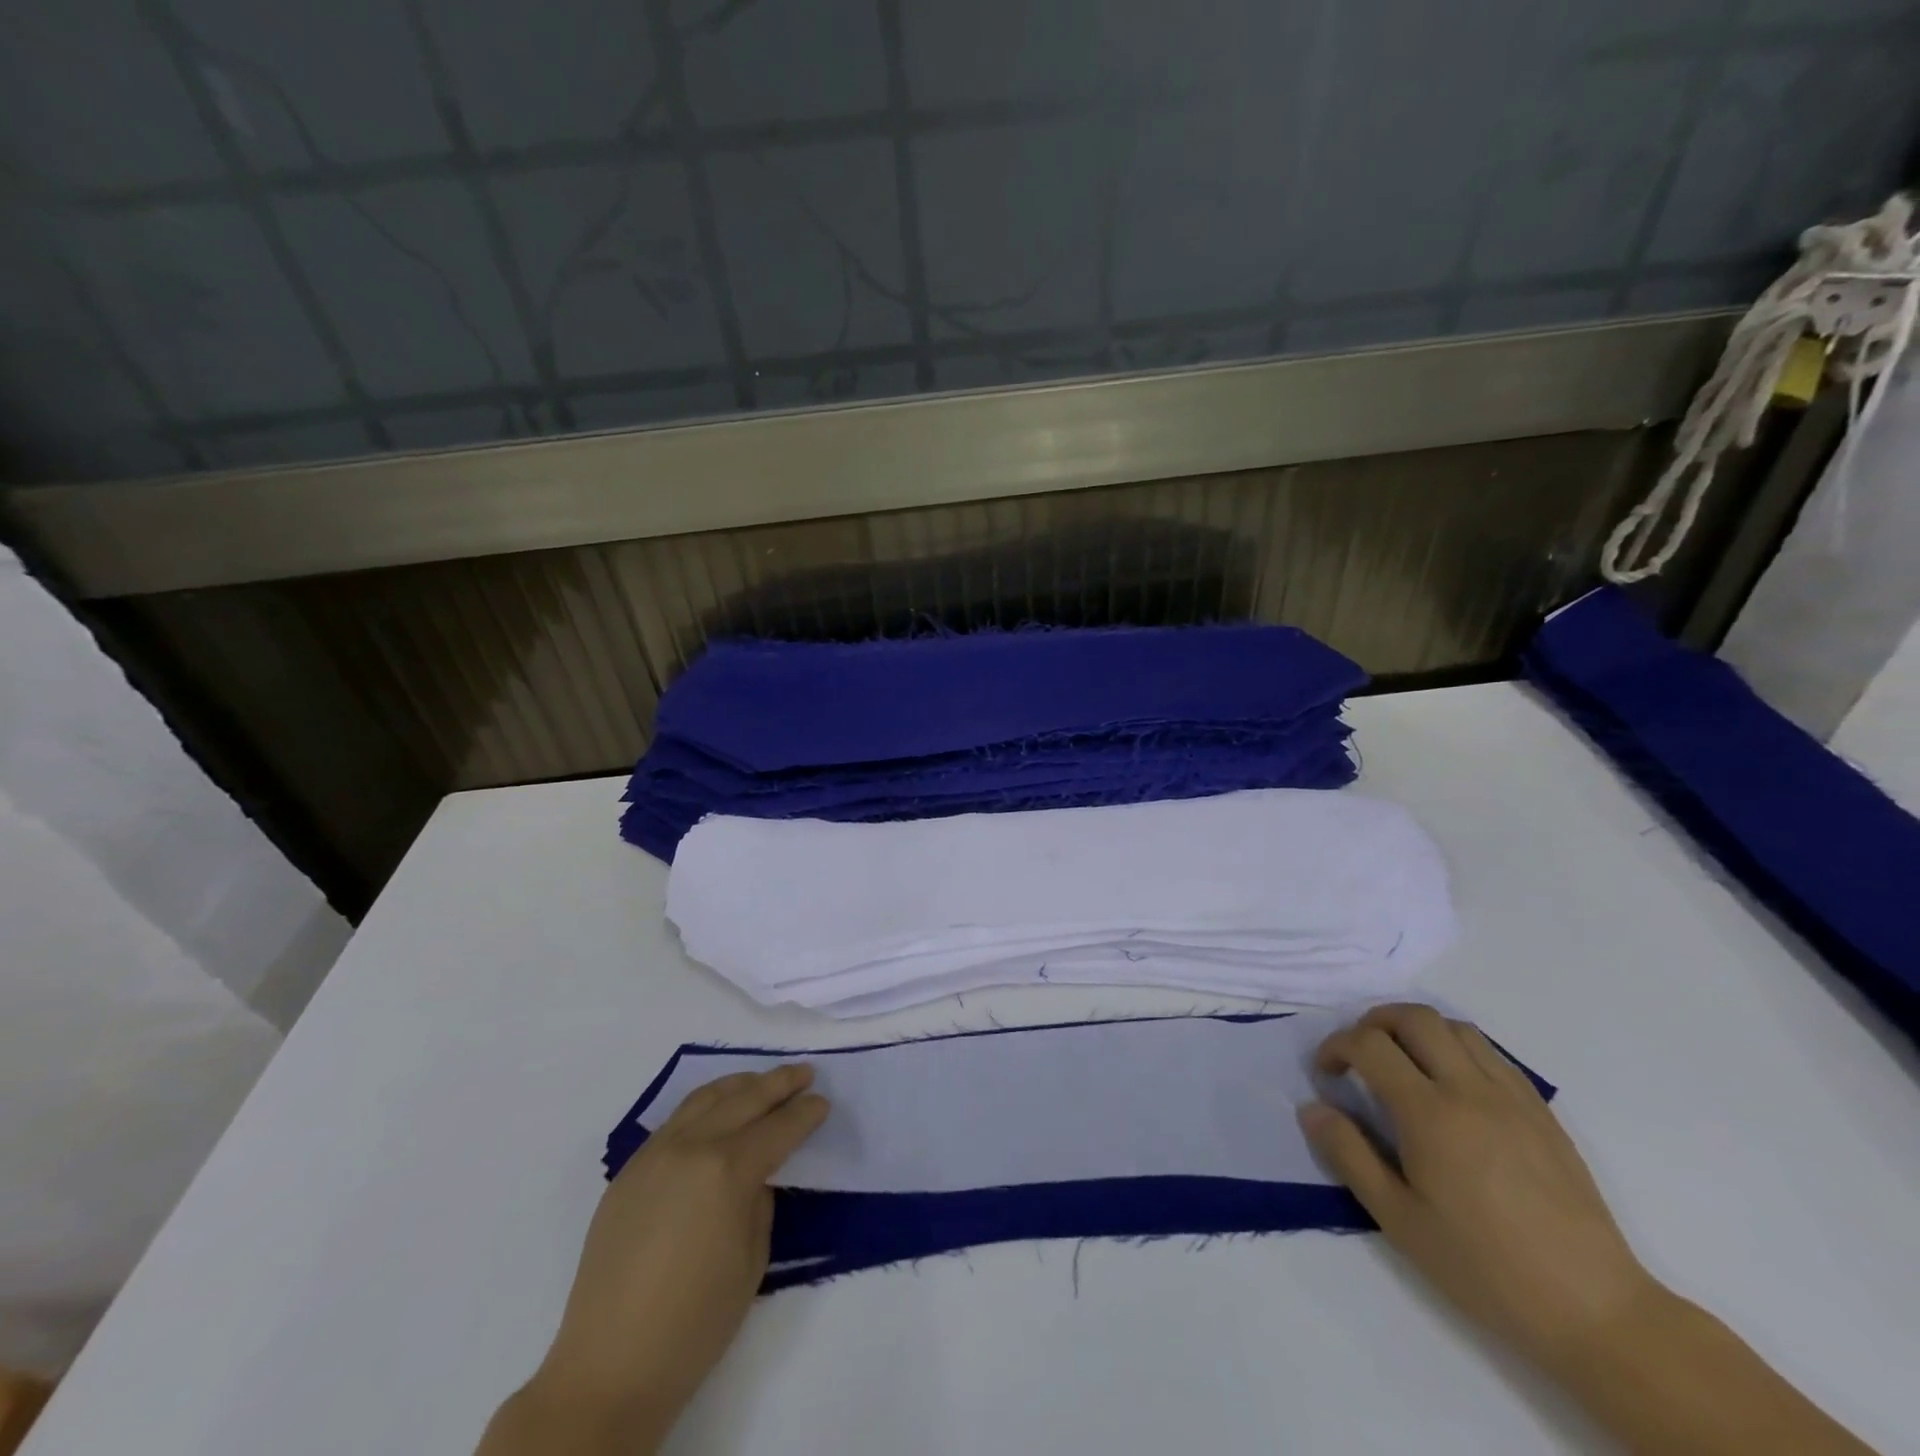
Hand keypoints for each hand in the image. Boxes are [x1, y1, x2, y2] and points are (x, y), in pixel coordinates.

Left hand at [505, 1065, 829, 1452]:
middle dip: (779, 1083)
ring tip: (762, 1080)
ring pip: (705, 1098)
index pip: (777, 1127)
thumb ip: (759, 1202)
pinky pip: (676, 1120)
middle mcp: (691, 1146)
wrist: (609, 1367)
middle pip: (744, 1098)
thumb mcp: (752, 1260)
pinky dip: (705, 1105)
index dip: (804, 1114)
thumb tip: (755, 1175)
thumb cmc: (695, 1323)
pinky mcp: (629, 1170)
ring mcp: (654, 1153)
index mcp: (727, 1170)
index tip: (823, 1102)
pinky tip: (717, 1110)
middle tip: (804, 1073)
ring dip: (740, 1084)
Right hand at [1299, 1004, 1656, 1368]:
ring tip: (1403, 1062)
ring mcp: (1512, 1097)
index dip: (1336, 1047)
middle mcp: (1469, 1089)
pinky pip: (1492, 1053)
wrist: (1593, 1309)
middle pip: (1413, 1017)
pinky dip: (1457, 1048)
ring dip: (1417, 1030)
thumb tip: (1311, 1108)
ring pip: (1455, 1027)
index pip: (1369, 1045)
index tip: (1326, 1074)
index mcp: (1429, 1114)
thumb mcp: (1399, 1219)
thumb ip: (1349, 1155)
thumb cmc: (1483, 1267)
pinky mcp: (1541, 1111)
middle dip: (1373, 1023)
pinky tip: (1451, 1084)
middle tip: (1358, 1055)